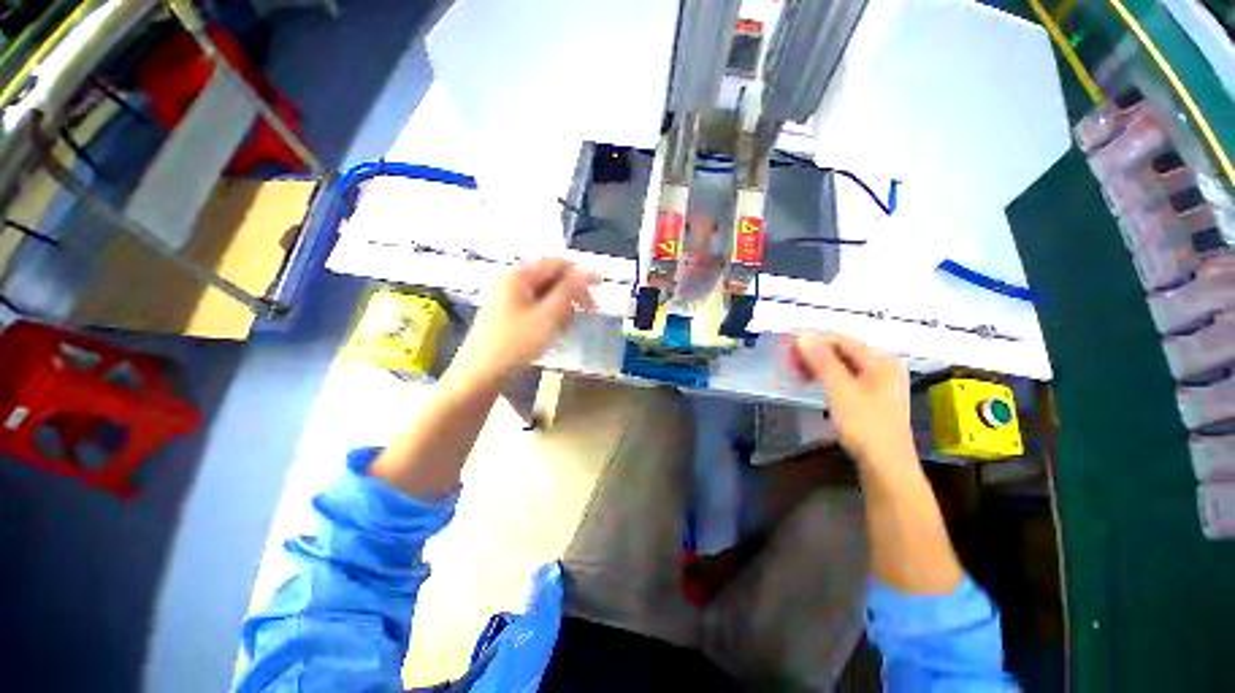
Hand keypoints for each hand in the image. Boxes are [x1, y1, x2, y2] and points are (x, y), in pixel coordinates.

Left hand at [448, 258, 598, 389]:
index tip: (601, 286)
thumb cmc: (515, 343)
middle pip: (551, 280)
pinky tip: (554, 332)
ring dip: (562, 307)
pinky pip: (536, 309)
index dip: (581, 273)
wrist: (479, 375)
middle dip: (572, 294)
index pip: (557, 264)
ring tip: (568, 327)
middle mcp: (513, 283)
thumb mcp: (547, 317)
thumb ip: (568, 292)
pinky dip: (550, 316)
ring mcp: (509, 300)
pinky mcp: (508, 317)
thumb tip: (588, 271)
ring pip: (545, 296)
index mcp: (520, 277)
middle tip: (589, 312)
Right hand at [790, 333, 917, 475]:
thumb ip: (822, 362)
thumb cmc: (865, 424)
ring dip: (820, 367)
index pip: (842, 341)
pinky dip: (829, 379)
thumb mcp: (840, 390)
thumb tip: (803, 336)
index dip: (814, 341)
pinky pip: (848, 379)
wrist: (886, 465)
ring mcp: (881, 384)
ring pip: (844, 366)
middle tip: (791, 362)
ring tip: (798, 373)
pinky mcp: (874, 399)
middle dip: (815, 354)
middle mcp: (884, 368)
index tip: (790, 348)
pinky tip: (815, 384)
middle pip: (844, 352)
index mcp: (881, 362)